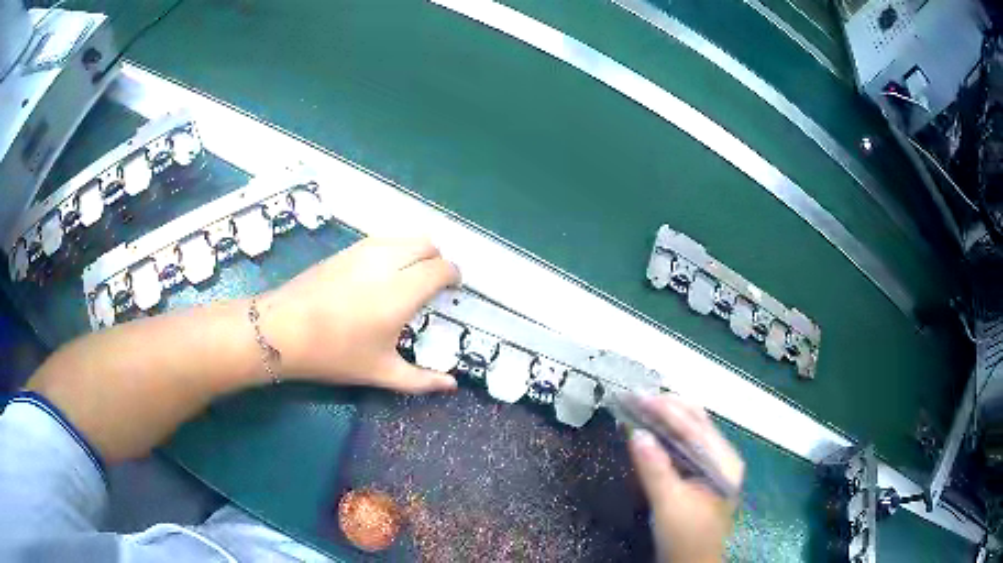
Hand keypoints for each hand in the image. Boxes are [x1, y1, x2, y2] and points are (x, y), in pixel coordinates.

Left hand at [257, 237, 460, 393]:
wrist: (283, 330)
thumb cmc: (335, 353)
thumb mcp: (381, 372)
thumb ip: (421, 380)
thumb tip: (452, 385)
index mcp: (402, 291)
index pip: (441, 268)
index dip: (453, 275)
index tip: (454, 288)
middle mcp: (388, 262)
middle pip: (427, 244)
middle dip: (437, 260)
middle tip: (433, 284)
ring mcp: (364, 251)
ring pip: (404, 237)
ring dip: (416, 251)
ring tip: (410, 276)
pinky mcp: (346, 250)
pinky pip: (383, 240)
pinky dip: (395, 249)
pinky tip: (382, 273)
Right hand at [628, 394, 743, 562]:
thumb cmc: (685, 536)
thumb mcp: (669, 504)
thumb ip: (655, 469)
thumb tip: (637, 433)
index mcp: (723, 462)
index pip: (694, 427)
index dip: (666, 410)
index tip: (638, 395)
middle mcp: (723, 458)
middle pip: (696, 422)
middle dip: (668, 407)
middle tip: (637, 396)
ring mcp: (713, 465)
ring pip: (691, 431)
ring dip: (667, 418)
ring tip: (641, 406)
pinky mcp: (701, 475)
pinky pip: (685, 445)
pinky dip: (667, 435)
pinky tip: (652, 430)